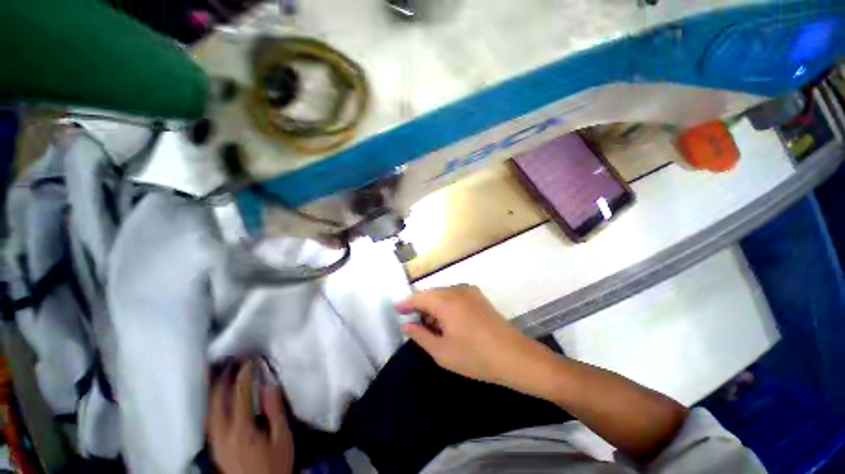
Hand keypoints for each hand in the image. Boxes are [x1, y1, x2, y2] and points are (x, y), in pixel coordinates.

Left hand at [207, 361, 293, 473]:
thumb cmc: (275, 462)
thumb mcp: (282, 436)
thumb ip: (275, 410)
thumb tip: (269, 384)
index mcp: (241, 429)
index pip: (239, 395)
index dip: (243, 375)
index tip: (248, 359)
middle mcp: (222, 434)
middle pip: (217, 401)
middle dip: (223, 379)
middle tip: (231, 361)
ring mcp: (215, 441)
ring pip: (208, 410)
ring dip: (213, 390)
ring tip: (220, 374)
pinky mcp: (214, 447)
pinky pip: (208, 420)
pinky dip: (210, 404)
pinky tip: (215, 399)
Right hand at [397, 285, 552, 387]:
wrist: (514, 356)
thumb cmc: (475, 357)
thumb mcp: (442, 352)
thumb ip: (420, 335)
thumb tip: (407, 325)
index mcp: (445, 301)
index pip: (418, 297)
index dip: (406, 303)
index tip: (396, 309)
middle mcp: (456, 290)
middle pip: (431, 293)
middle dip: (421, 306)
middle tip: (416, 324)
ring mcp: (469, 291)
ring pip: (443, 293)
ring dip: (434, 305)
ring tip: (434, 326)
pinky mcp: (478, 296)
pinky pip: (455, 295)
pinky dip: (447, 304)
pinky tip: (450, 321)